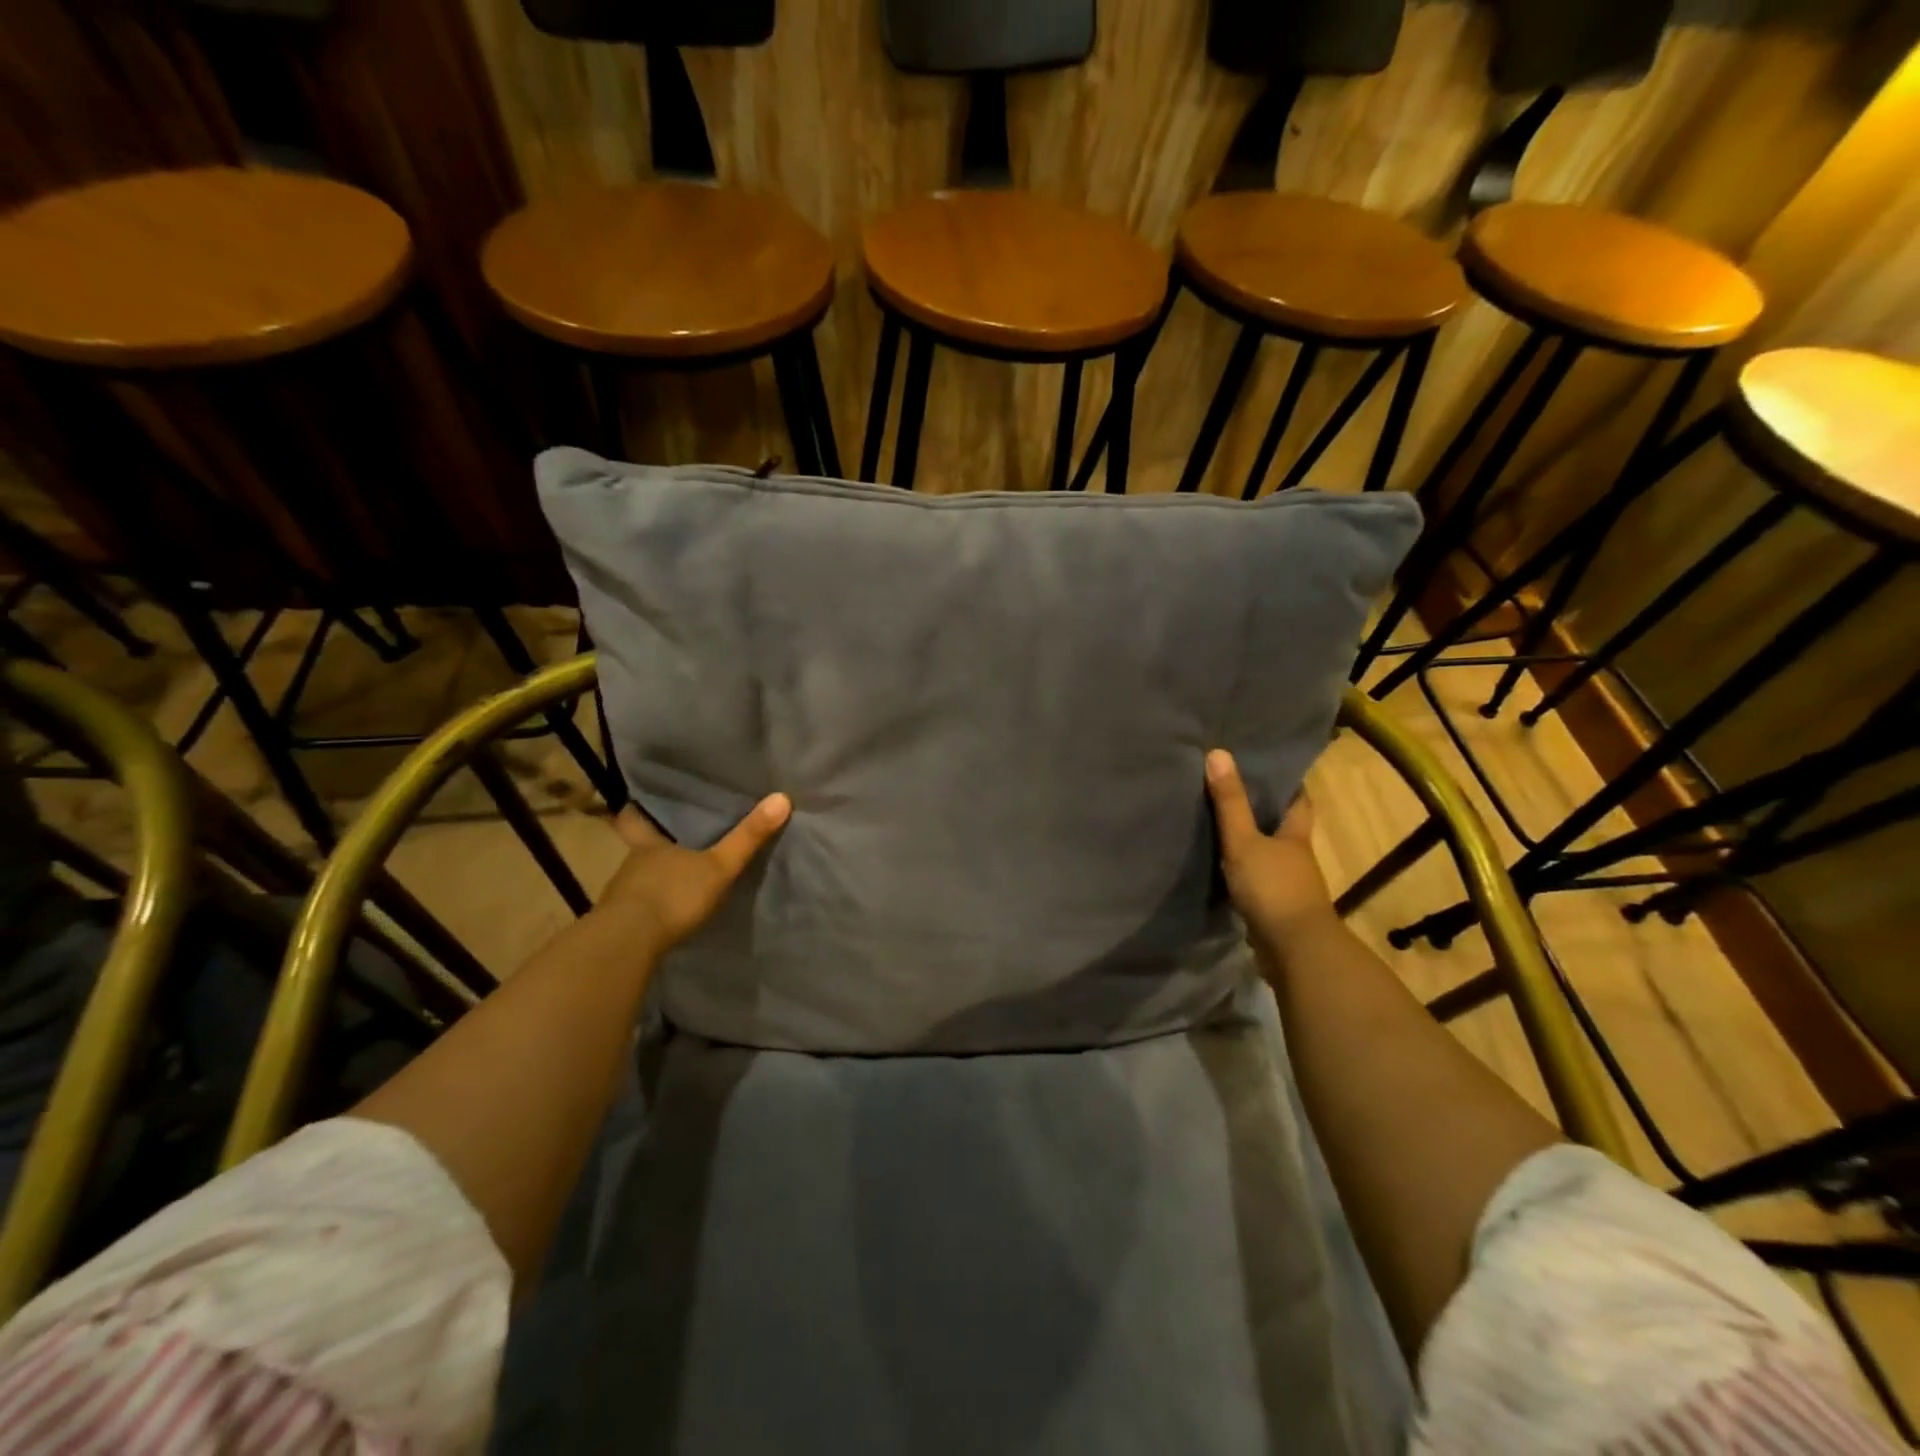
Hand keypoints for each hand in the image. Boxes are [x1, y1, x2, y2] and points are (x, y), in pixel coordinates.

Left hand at [595, 794, 790, 956]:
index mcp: (649, 845)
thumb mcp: (719, 866)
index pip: (635, 819)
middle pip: (639, 848)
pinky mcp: (620, 923)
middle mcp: (632, 865)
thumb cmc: (673, 895)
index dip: (637, 810)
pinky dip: (649, 907)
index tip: (639, 802)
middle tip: (672, 840)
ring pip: (638, 878)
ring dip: (653, 878)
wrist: (628, 945)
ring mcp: (622, 895)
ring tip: (675, 878)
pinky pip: (637, 907)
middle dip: (653, 846)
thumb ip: (747, 837)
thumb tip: (782, 797)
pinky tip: (665, 914)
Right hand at [1205, 750, 1335, 952]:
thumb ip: (1230, 803)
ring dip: (1253, 843)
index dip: (1288, 783)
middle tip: (1234, 789)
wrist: (1294, 950)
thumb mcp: (1244, 841)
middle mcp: (1296, 857)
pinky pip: (1258, 881)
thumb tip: (1218, 752)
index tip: (1270, 764)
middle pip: (1283, 827)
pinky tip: (1222, 868)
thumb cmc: (1273, 888)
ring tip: (1220, 825)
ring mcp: (1288, 885)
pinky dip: (1244, 873)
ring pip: (1270, 855)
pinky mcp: (1275, 909)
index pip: (1298, 800)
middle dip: (1265, 811)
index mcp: (1296, 836)